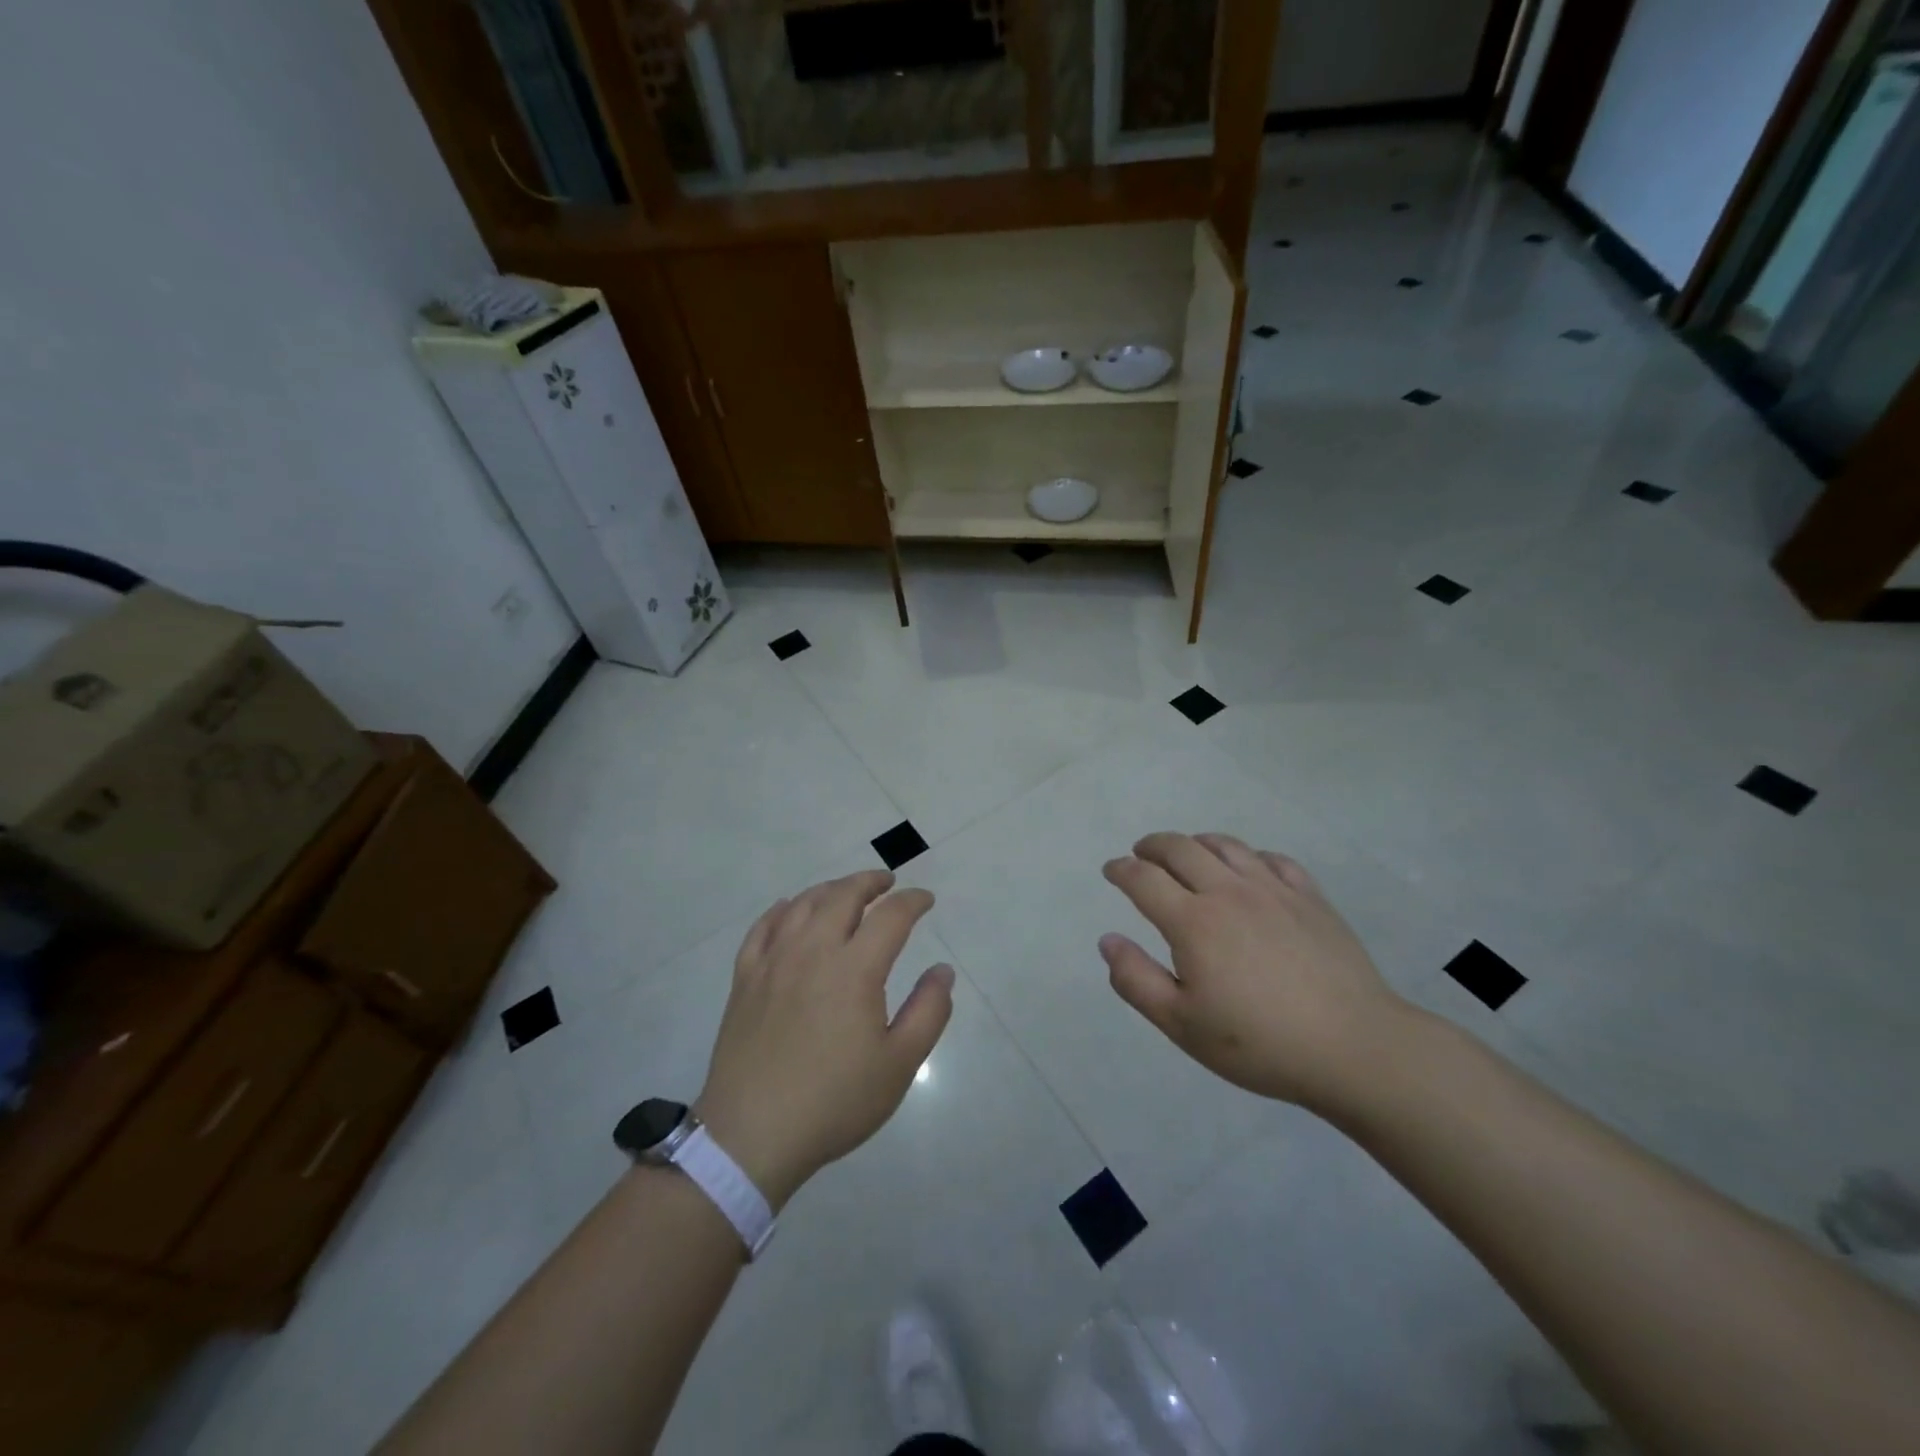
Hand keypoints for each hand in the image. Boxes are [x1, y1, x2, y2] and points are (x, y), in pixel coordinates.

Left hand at [694, 871, 954, 1209]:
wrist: (752, 1135)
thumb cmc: (834, 1101)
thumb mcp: (899, 1064)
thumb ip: (928, 1011)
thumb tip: (942, 971)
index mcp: (854, 968)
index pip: (890, 916)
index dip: (913, 901)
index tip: (926, 900)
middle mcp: (812, 951)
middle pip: (843, 896)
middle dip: (870, 882)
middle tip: (887, 882)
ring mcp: (773, 962)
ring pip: (803, 904)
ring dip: (830, 889)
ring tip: (846, 891)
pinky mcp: (745, 979)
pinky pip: (762, 928)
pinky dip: (781, 909)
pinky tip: (788, 908)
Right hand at [1100, 833, 1413, 1114]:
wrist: (1354, 1047)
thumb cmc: (1259, 1043)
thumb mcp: (1181, 1024)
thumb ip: (1135, 980)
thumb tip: (1108, 939)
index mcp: (1193, 921)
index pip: (1143, 878)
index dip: (1121, 870)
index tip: (1111, 871)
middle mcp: (1228, 892)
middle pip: (1181, 848)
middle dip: (1152, 846)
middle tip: (1141, 853)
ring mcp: (1273, 890)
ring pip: (1225, 846)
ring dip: (1196, 842)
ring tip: (1187, 852)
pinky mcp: (1309, 897)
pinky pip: (1271, 859)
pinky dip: (1247, 855)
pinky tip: (1247, 868)